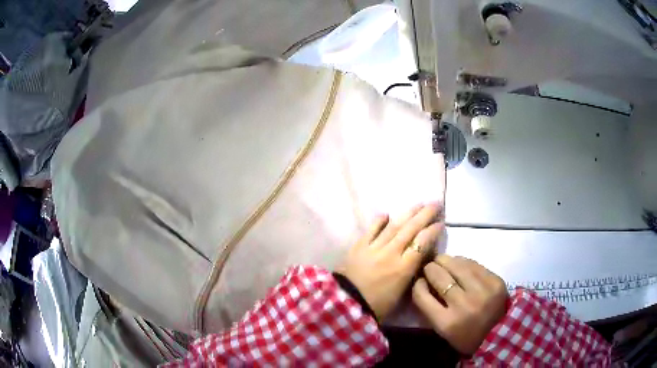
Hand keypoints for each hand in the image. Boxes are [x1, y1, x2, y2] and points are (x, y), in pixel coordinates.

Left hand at [337, 203, 443, 319]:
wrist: (346, 304)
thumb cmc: (377, 305)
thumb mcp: (401, 292)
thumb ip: (411, 272)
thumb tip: (419, 256)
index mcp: (403, 268)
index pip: (422, 242)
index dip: (433, 231)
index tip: (440, 223)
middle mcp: (391, 253)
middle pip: (411, 229)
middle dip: (425, 214)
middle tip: (435, 203)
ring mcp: (374, 248)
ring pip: (394, 226)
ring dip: (407, 213)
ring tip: (418, 204)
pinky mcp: (359, 246)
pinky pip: (371, 230)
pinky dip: (379, 221)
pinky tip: (386, 214)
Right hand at [412, 255, 507, 354]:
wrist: (500, 334)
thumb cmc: (466, 336)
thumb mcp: (444, 331)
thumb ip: (432, 309)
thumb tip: (424, 283)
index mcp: (447, 323)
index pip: (422, 296)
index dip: (418, 284)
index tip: (419, 281)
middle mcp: (463, 305)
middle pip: (439, 277)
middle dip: (430, 268)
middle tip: (429, 267)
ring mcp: (482, 291)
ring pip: (457, 265)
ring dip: (445, 260)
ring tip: (441, 260)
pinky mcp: (495, 282)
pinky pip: (474, 264)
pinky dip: (462, 262)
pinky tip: (459, 263)